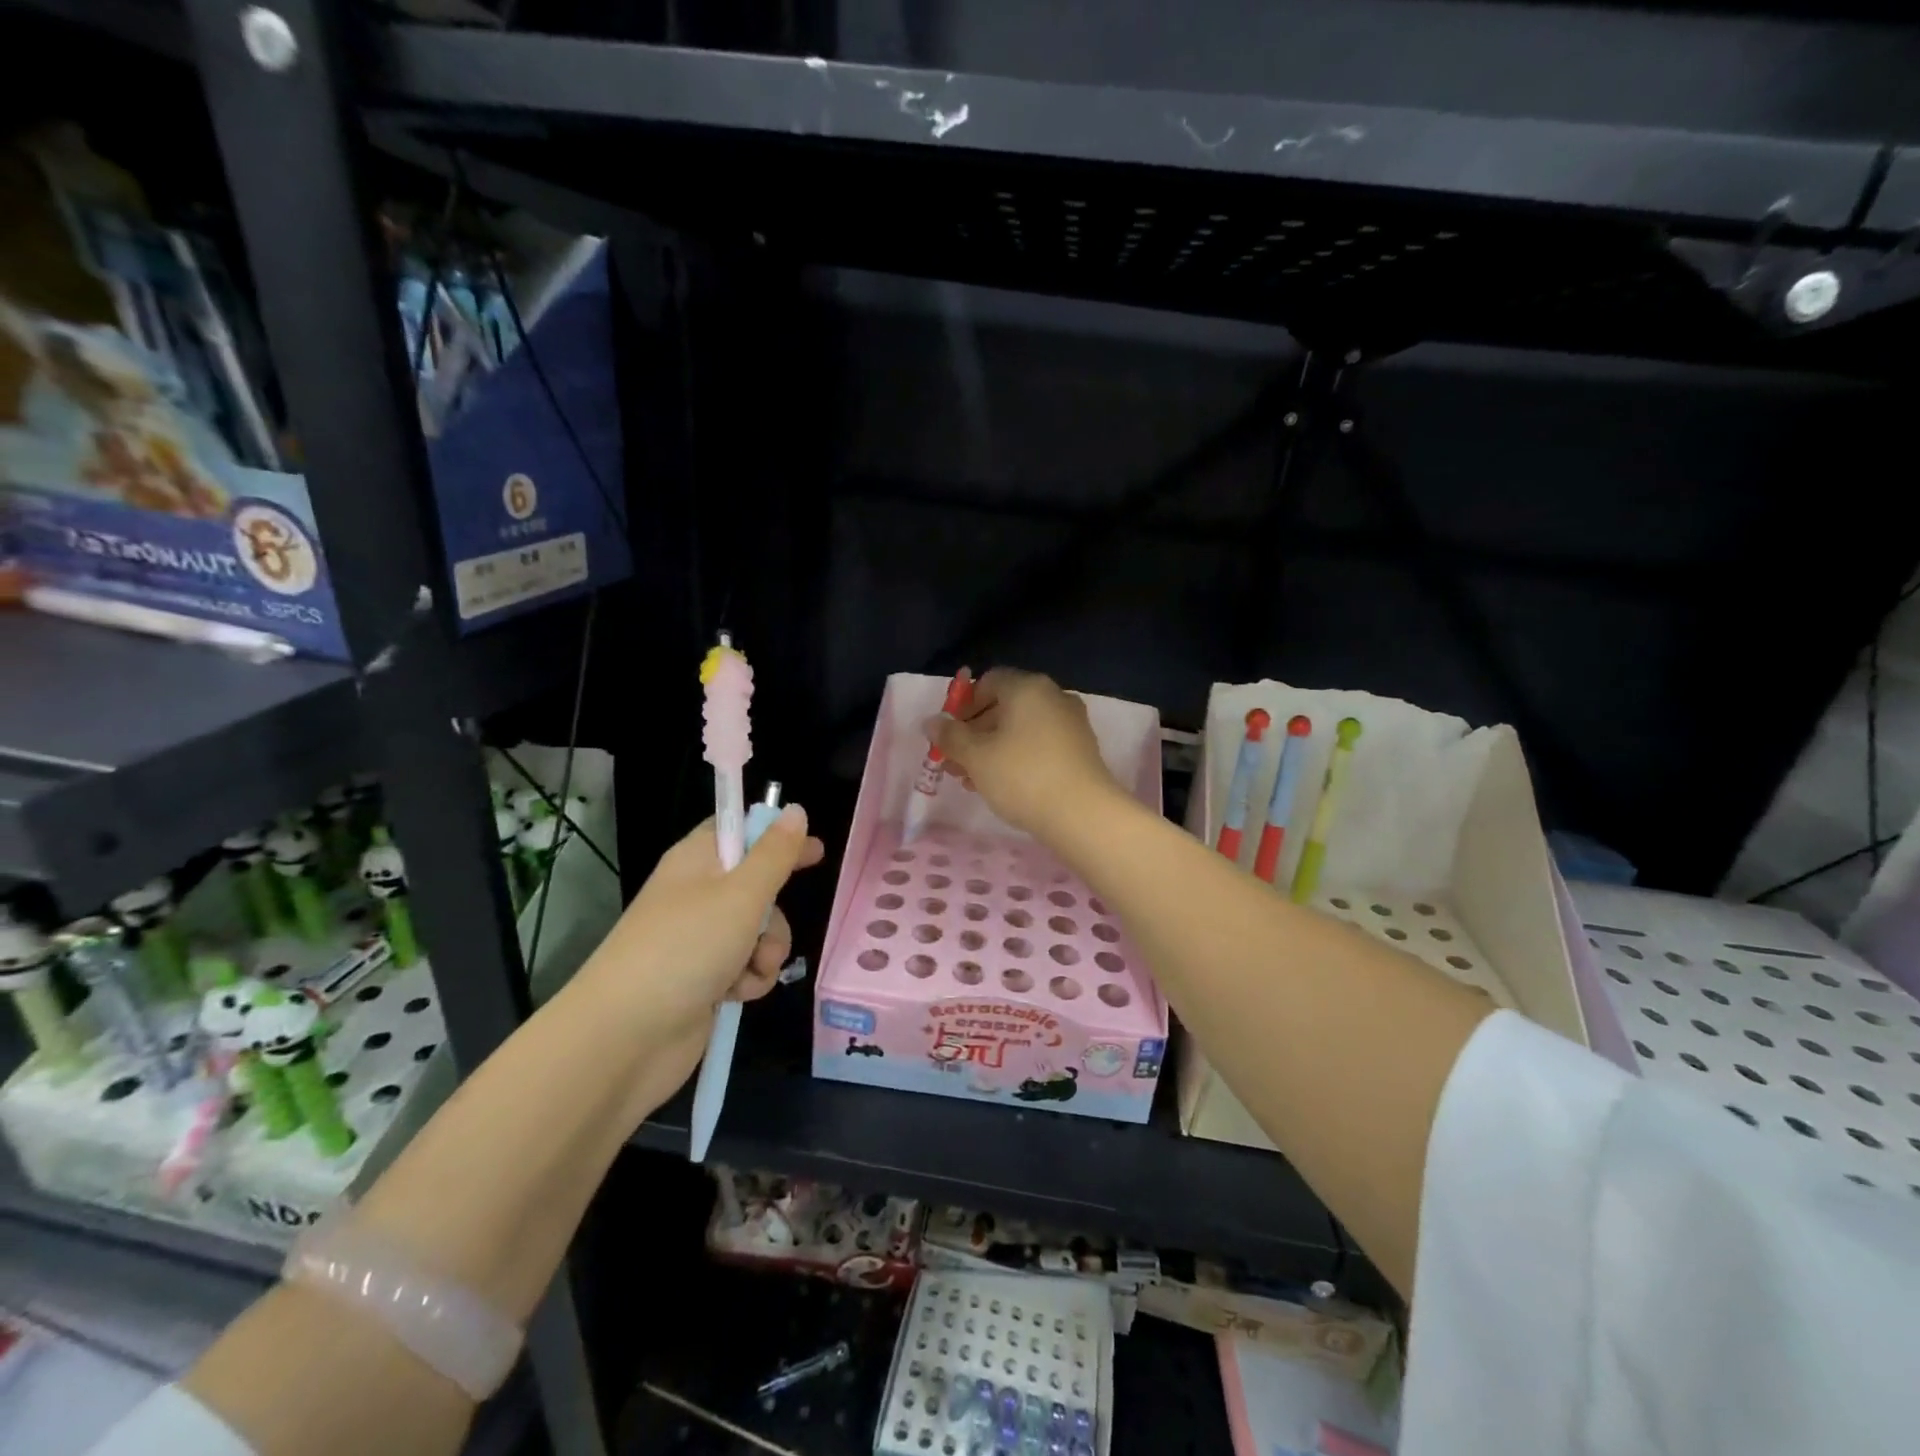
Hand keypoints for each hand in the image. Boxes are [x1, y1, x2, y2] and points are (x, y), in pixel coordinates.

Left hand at [577, 807, 823, 1052]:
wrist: (625, 1037)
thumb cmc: (685, 949)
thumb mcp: (741, 894)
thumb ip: (775, 854)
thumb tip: (796, 810)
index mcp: (697, 861)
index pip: (741, 831)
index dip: (776, 836)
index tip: (815, 850)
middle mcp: (697, 896)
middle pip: (757, 887)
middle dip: (775, 912)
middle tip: (768, 929)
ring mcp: (699, 940)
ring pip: (758, 931)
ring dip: (767, 950)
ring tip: (750, 969)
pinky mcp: (703, 980)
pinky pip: (746, 967)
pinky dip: (749, 979)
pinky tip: (737, 994)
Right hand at [930, 669, 1123, 838]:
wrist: (1083, 814)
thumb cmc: (1022, 776)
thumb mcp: (976, 757)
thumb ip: (950, 736)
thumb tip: (931, 722)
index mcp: (1027, 687)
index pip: (988, 681)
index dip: (963, 705)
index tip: (949, 734)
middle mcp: (1053, 696)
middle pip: (1004, 706)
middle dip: (975, 732)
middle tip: (955, 762)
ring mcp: (1071, 723)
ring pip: (1021, 729)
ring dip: (993, 748)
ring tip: (973, 780)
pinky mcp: (1081, 749)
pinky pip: (1040, 744)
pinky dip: (1018, 757)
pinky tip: (1002, 785)